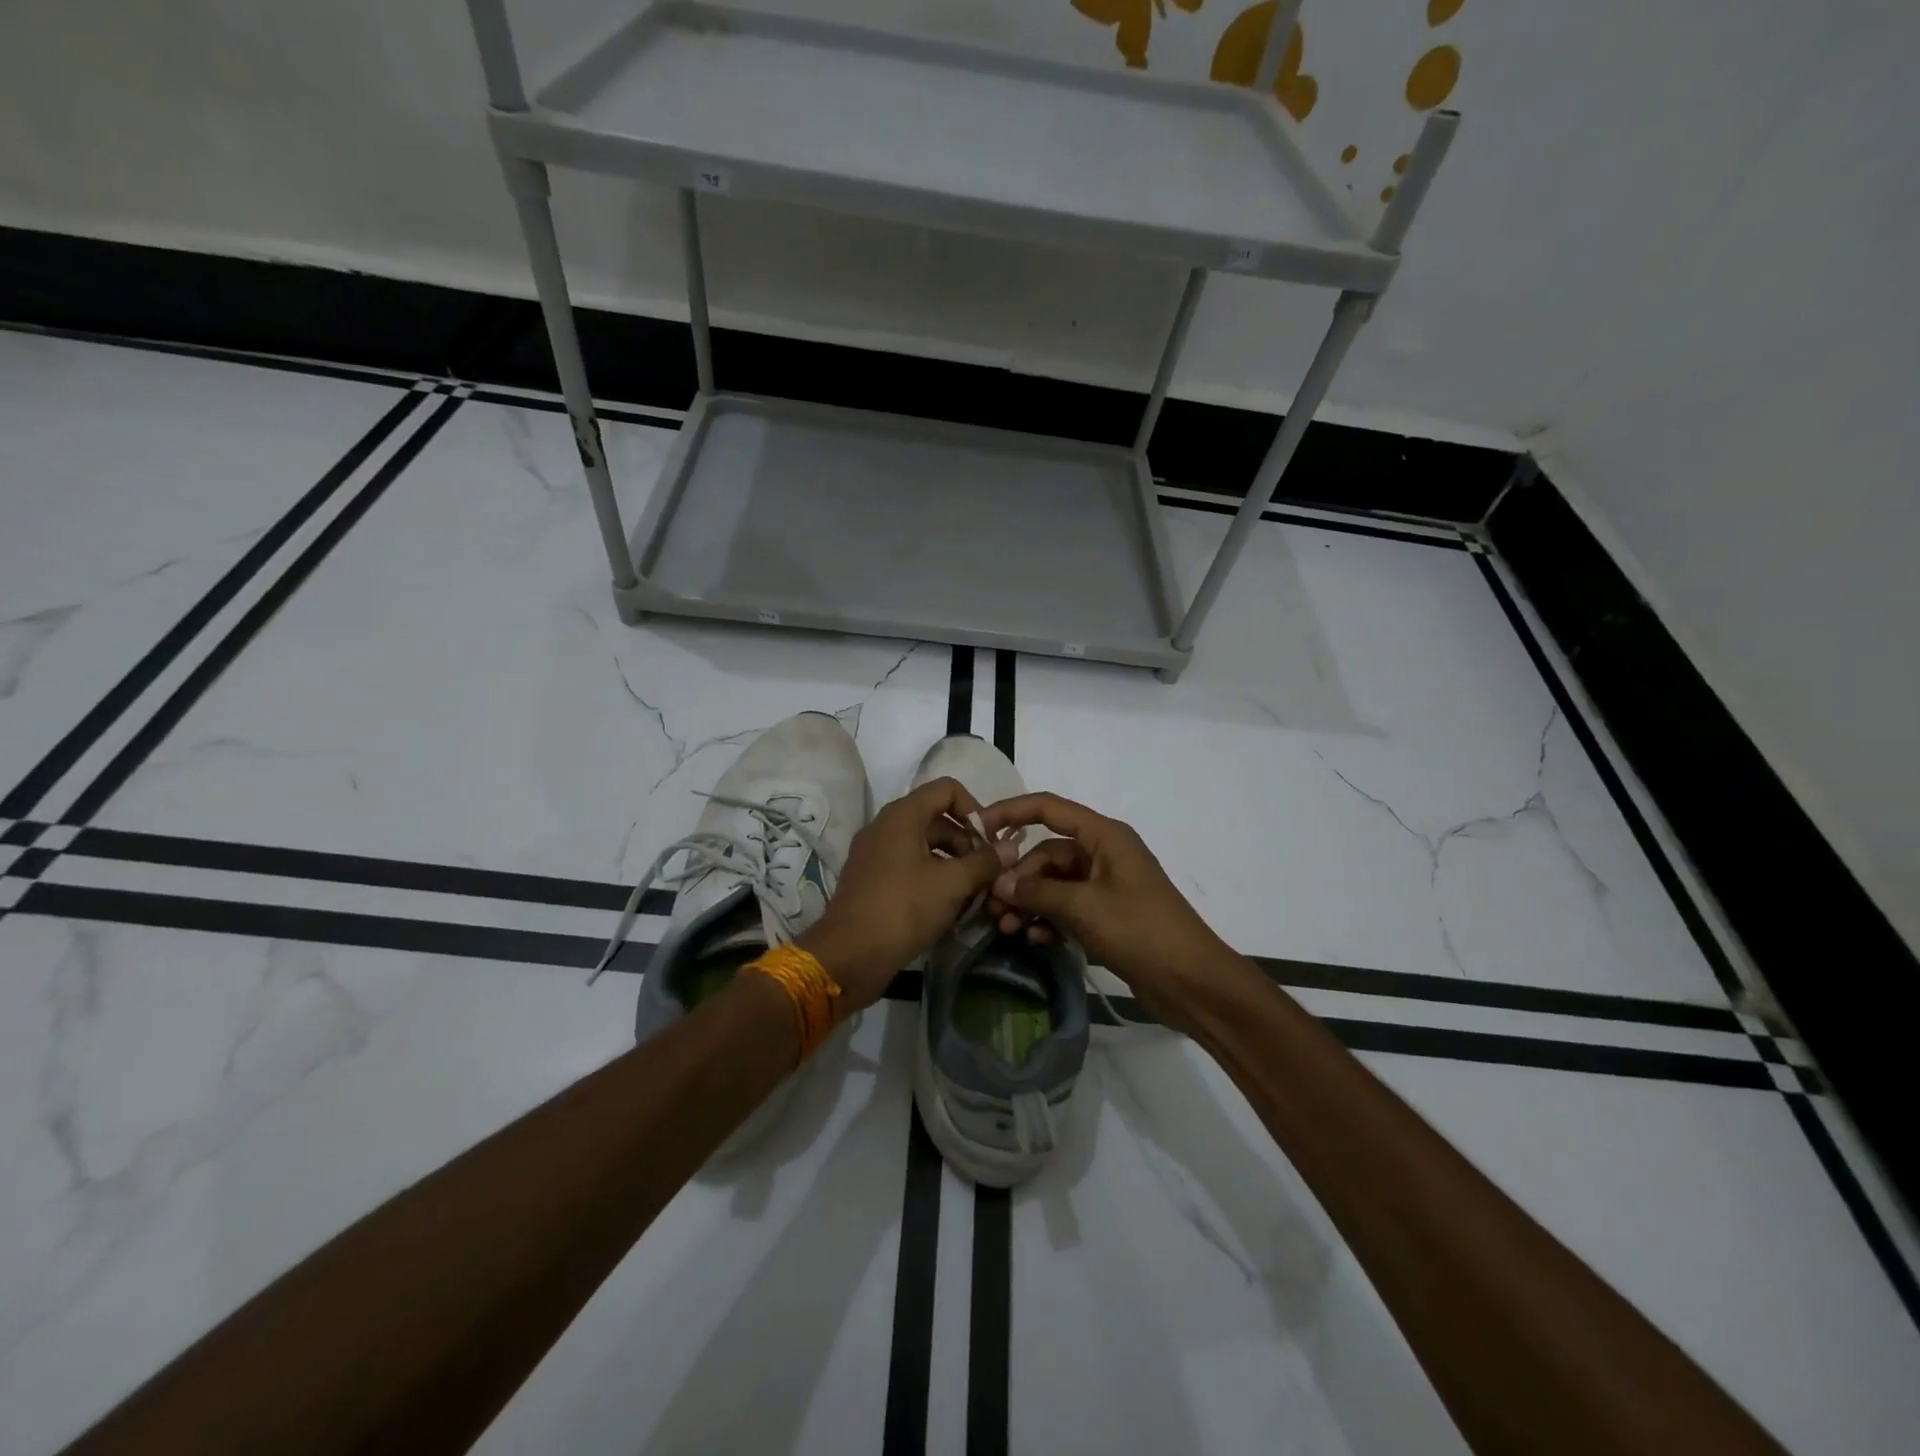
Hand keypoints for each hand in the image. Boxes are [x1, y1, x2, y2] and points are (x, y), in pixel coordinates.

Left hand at [798, 777, 1010, 1011]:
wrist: (849, 956)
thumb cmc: (903, 909)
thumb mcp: (952, 884)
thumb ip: (985, 862)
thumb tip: (1011, 848)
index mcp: (902, 815)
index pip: (947, 789)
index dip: (975, 809)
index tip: (990, 842)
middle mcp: (886, 827)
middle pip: (937, 819)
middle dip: (967, 842)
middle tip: (987, 873)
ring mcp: (876, 854)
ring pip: (925, 846)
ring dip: (953, 864)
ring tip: (974, 894)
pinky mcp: (872, 880)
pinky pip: (910, 867)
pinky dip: (933, 879)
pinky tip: (950, 907)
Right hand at [977, 792, 1232, 1032]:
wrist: (1193, 983)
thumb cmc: (1141, 931)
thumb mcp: (1084, 908)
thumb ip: (1038, 893)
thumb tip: (998, 884)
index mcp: (1105, 836)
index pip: (1049, 808)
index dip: (1011, 811)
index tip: (977, 827)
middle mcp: (1103, 854)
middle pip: (1047, 853)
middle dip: (1018, 877)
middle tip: (992, 906)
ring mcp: (1105, 886)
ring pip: (1053, 883)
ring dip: (1029, 902)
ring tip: (1007, 928)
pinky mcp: (1106, 915)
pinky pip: (1066, 907)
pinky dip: (1047, 919)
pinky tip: (1033, 939)